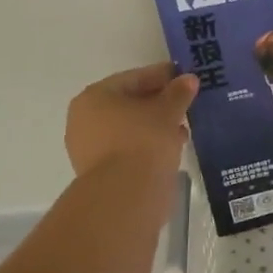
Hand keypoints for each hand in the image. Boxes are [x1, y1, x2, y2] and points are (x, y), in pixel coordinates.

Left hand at [64, 62, 199, 175]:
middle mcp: (84, 120)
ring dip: (155, 126)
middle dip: (158, 103)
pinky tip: (170, 148)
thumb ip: (178, 92)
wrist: (125, 195)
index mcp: (94, 96)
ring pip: (128, 128)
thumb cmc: (143, 140)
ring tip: (182, 129)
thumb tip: (188, 79)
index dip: (162, 76)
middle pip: (129, 104)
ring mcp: (88, 148)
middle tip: (185, 104)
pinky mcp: (99, 173)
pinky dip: (147, 145)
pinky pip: (127, 149)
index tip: (184, 78)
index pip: (133, 78)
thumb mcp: (167, 111)